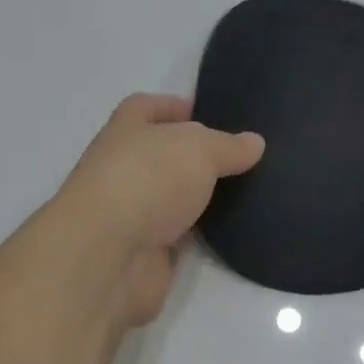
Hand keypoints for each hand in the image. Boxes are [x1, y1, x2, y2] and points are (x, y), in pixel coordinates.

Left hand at [52, 93, 264, 327]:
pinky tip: (235, 228)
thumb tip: (254, 143)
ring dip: (201, 198)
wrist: (109, 256)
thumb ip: (227, 146)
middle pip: (162, 156)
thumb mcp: (197, 149)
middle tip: (243, 157)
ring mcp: (133, 214)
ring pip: (173, 199)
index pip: (146, 108)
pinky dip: (201, 234)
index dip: (173, 107)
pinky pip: (180, 238)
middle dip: (196, 156)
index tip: (209, 113)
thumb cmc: (146, 180)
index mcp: (125, 131)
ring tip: (250, 191)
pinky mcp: (146, 253)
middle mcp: (125, 170)